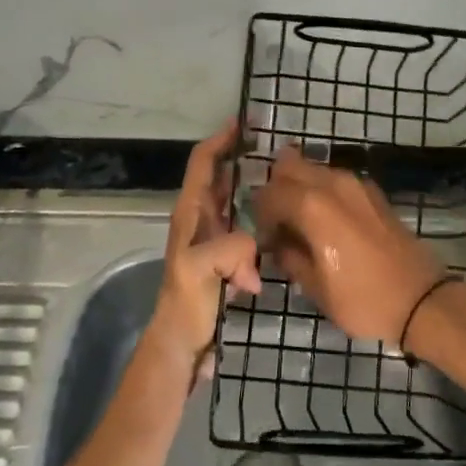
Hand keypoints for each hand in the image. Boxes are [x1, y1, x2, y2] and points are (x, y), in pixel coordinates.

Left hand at [142, 120, 261, 384]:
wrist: (182, 344)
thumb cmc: (185, 303)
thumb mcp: (199, 270)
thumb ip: (228, 249)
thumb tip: (255, 248)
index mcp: (190, 212)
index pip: (203, 162)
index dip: (221, 139)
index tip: (244, 121)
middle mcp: (200, 218)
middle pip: (219, 175)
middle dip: (240, 155)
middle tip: (273, 145)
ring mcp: (212, 238)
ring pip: (234, 200)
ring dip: (253, 185)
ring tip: (283, 177)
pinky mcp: (225, 257)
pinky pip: (246, 226)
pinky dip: (261, 217)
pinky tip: (282, 222)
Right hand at [254, 149, 446, 344]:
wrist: (421, 299)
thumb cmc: (363, 298)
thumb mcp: (315, 288)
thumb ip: (289, 257)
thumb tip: (278, 243)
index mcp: (312, 206)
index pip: (268, 194)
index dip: (260, 215)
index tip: (265, 240)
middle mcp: (332, 183)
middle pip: (288, 165)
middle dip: (277, 189)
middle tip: (279, 223)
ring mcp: (355, 183)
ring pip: (313, 168)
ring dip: (300, 187)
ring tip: (302, 223)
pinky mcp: (372, 190)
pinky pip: (334, 178)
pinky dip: (322, 191)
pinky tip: (327, 223)